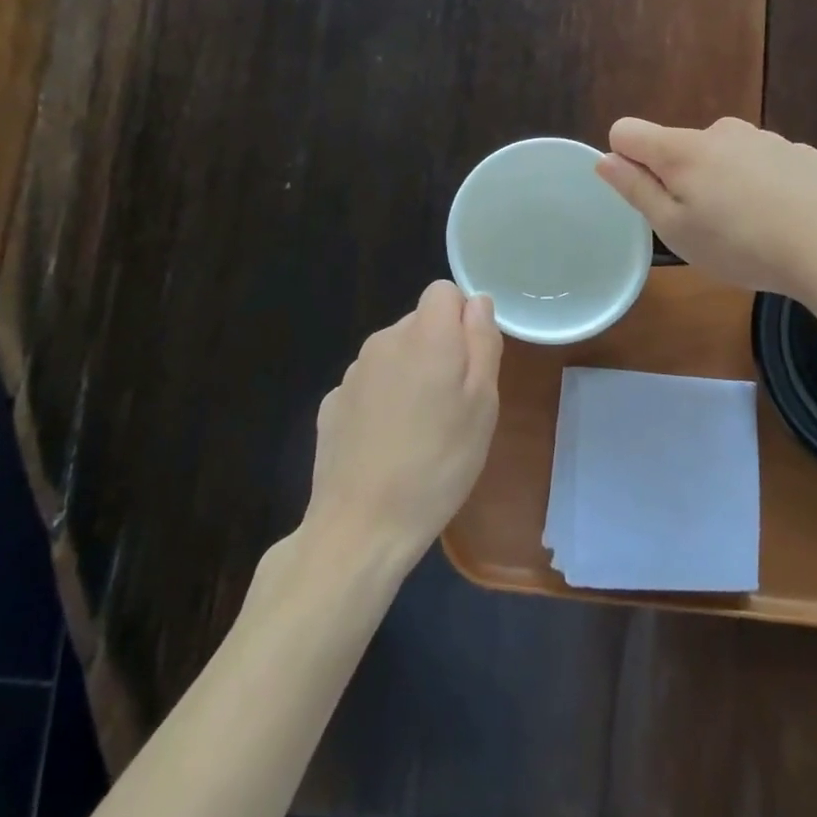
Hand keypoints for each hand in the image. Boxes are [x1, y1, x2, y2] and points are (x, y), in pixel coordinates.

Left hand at [305, 281, 502, 566]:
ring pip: (394, 354)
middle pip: (420, 323)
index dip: (463, 318)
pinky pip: (370, 384)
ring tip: (422, 430)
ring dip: (411, 375)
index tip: (471, 361)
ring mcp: (353, 371)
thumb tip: (477, 303)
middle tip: (454, 405)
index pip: (444, 291)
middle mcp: (385, 340)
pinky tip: (387, 444)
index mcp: (426, 335)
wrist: (362, 525)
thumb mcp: (483, 405)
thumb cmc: (438, 464)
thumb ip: (483, 342)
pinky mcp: (333, 402)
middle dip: (440, 349)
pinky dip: (383, 400)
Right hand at [597, 116, 816, 301]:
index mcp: (682, 149)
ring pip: (721, 156)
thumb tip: (604, 159)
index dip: (625, 160)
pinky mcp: (798, 152)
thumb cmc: (743, 245)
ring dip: (721, 183)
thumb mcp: (675, 230)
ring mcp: (763, 138)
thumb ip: (636, 190)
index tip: (648, 196)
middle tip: (703, 226)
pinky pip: (760, 164)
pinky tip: (782, 219)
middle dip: (679, 179)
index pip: (627, 131)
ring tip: (747, 229)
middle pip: (678, 147)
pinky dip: (759, 185)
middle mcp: (720, 131)